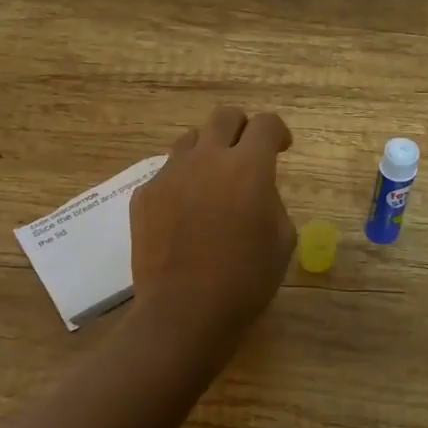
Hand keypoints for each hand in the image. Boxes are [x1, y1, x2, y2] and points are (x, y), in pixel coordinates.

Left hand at [130, 104, 295, 347]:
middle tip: (246, 154)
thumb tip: (256, 191)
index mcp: (248, 167)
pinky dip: (181, 184)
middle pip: (224, 116)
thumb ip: (272, 201)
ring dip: (208, 153)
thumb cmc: (245, 280)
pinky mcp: (145, 194)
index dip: (277, 132)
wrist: (184, 310)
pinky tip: (184, 215)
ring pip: (191, 141)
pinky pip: (167, 174)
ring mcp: (171, 174)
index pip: (265, 124)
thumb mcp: (282, 240)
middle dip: (240, 129)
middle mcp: (207, 158)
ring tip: (212, 184)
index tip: (280, 149)